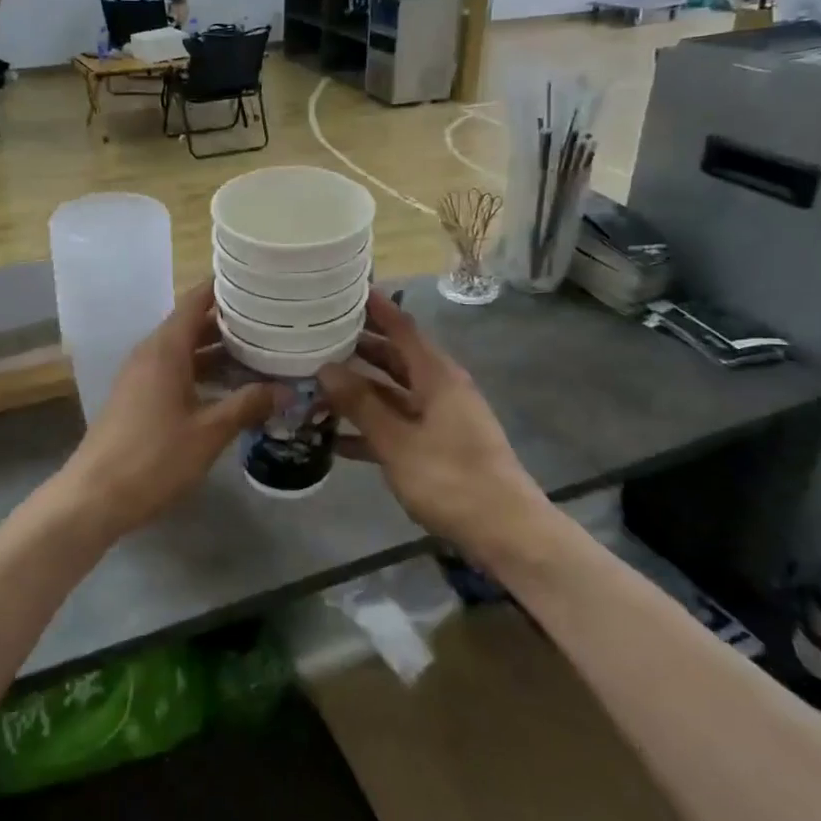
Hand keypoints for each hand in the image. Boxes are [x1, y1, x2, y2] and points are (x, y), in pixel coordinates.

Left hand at [59, 283, 280, 539]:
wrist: (94, 496)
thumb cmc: (153, 458)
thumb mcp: (208, 432)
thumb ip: (247, 405)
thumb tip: (287, 390)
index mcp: (165, 348)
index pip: (196, 300)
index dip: (224, 288)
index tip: (259, 283)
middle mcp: (151, 353)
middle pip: (192, 324)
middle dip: (230, 323)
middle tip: (273, 322)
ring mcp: (141, 376)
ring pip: (185, 351)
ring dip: (218, 352)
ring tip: (261, 354)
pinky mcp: (138, 398)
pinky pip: (175, 371)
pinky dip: (202, 372)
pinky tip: (230, 390)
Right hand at [317, 290, 547, 564]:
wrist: (504, 531)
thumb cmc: (450, 478)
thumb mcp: (397, 441)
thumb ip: (361, 404)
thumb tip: (326, 368)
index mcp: (436, 376)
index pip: (402, 328)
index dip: (376, 307)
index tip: (346, 289)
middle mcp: (439, 388)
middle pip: (394, 358)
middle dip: (358, 348)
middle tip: (317, 336)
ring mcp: (439, 418)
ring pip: (392, 392)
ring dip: (358, 390)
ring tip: (316, 383)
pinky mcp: (436, 446)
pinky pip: (397, 424)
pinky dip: (370, 425)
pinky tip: (334, 436)